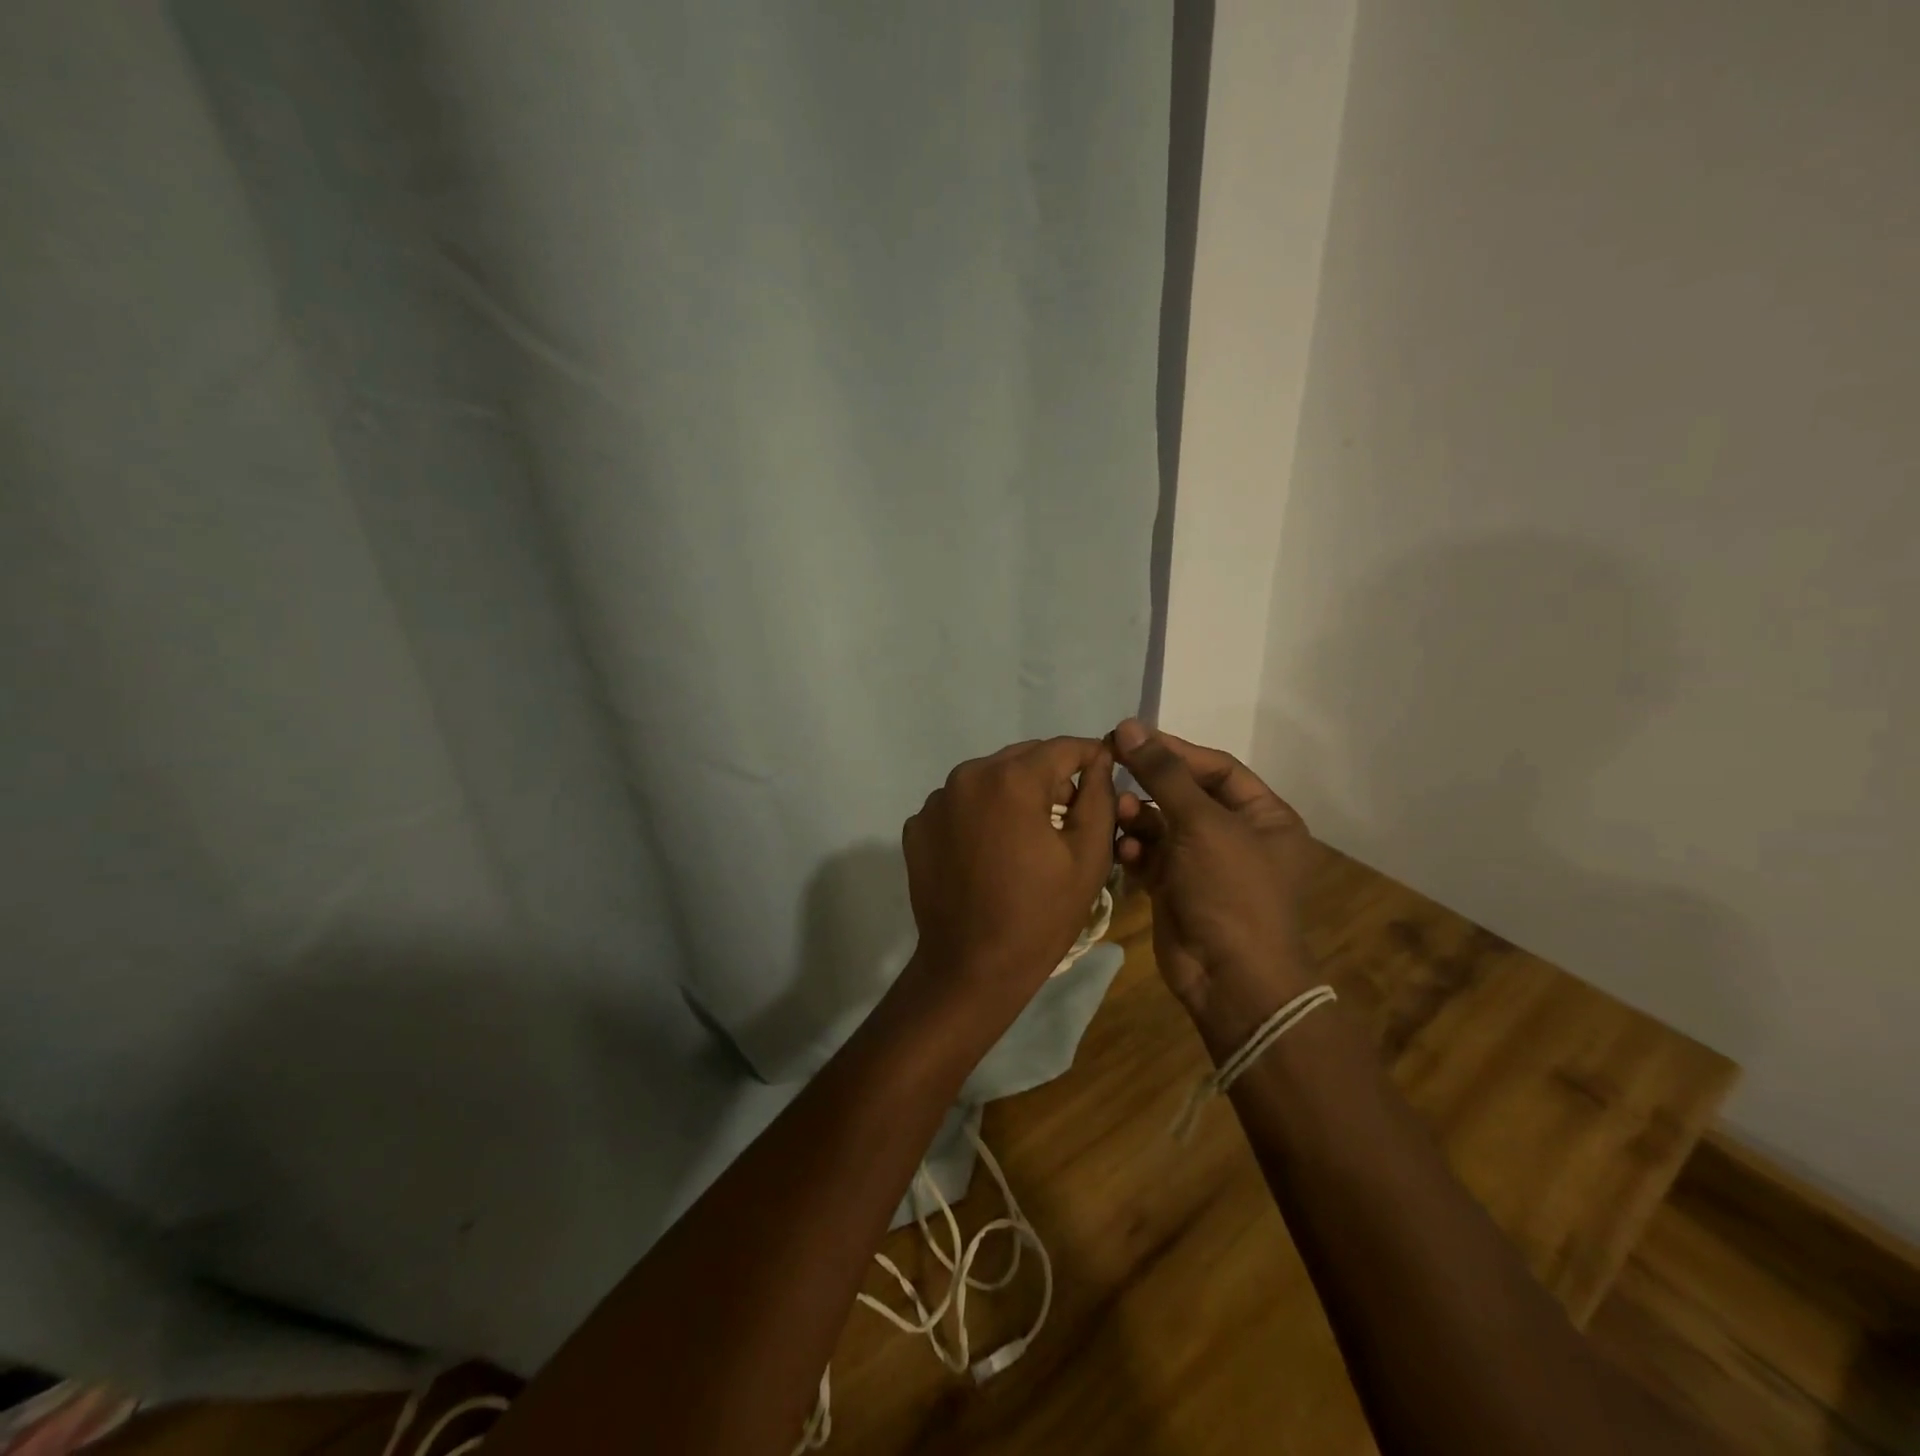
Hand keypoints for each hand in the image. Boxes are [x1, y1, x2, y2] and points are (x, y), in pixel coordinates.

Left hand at [900, 737, 1116, 1027]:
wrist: (971, 967)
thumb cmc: (1039, 915)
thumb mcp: (1088, 856)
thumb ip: (1099, 796)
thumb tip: (1099, 760)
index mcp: (1011, 779)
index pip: (1063, 747)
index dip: (1091, 756)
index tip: (1107, 771)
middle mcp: (967, 776)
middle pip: (1022, 758)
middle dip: (1051, 775)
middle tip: (1071, 810)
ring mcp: (936, 800)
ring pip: (989, 778)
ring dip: (1013, 793)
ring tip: (1029, 833)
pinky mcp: (917, 825)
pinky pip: (960, 803)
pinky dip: (980, 814)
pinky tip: (990, 850)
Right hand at [1109, 719, 1317, 1051]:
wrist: (1230, 979)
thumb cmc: (1230, 891)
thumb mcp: (1202, 824)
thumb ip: (1164, 773)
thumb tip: (1130, 725)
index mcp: (1265, 817)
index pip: (1217, 768)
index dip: (1175, 750)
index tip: (1132, 737)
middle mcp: (1237, 836)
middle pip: (1186, 794)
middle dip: (1150, 785)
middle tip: (1110, 765)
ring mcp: (1205, 864)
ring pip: (1163, 824)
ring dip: (1139, 816)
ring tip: (1117, 813)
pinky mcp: (1177, 887)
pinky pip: (1151, 854)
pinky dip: (1135, 848)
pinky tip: (1123, 849)